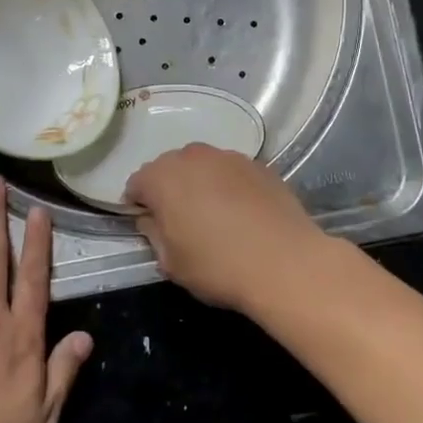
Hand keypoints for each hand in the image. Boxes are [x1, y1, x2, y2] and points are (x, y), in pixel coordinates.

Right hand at [123, 144, 330, 311]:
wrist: (286, 262)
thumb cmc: (218, 266)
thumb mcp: (170, 262)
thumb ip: (153, 233)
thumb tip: (152, 219)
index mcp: (162, 177)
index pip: (136, 184)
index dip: (138, 206)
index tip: (149, 227)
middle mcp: (193, 156)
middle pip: (170, 168)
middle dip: (169, 190)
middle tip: (180, 222)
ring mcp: (229, 157)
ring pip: (203, 166)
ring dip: (200, 184)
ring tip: (214, 216)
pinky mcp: (259, 165)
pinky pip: (231, 172)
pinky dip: (229, 186)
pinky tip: (242, 214)